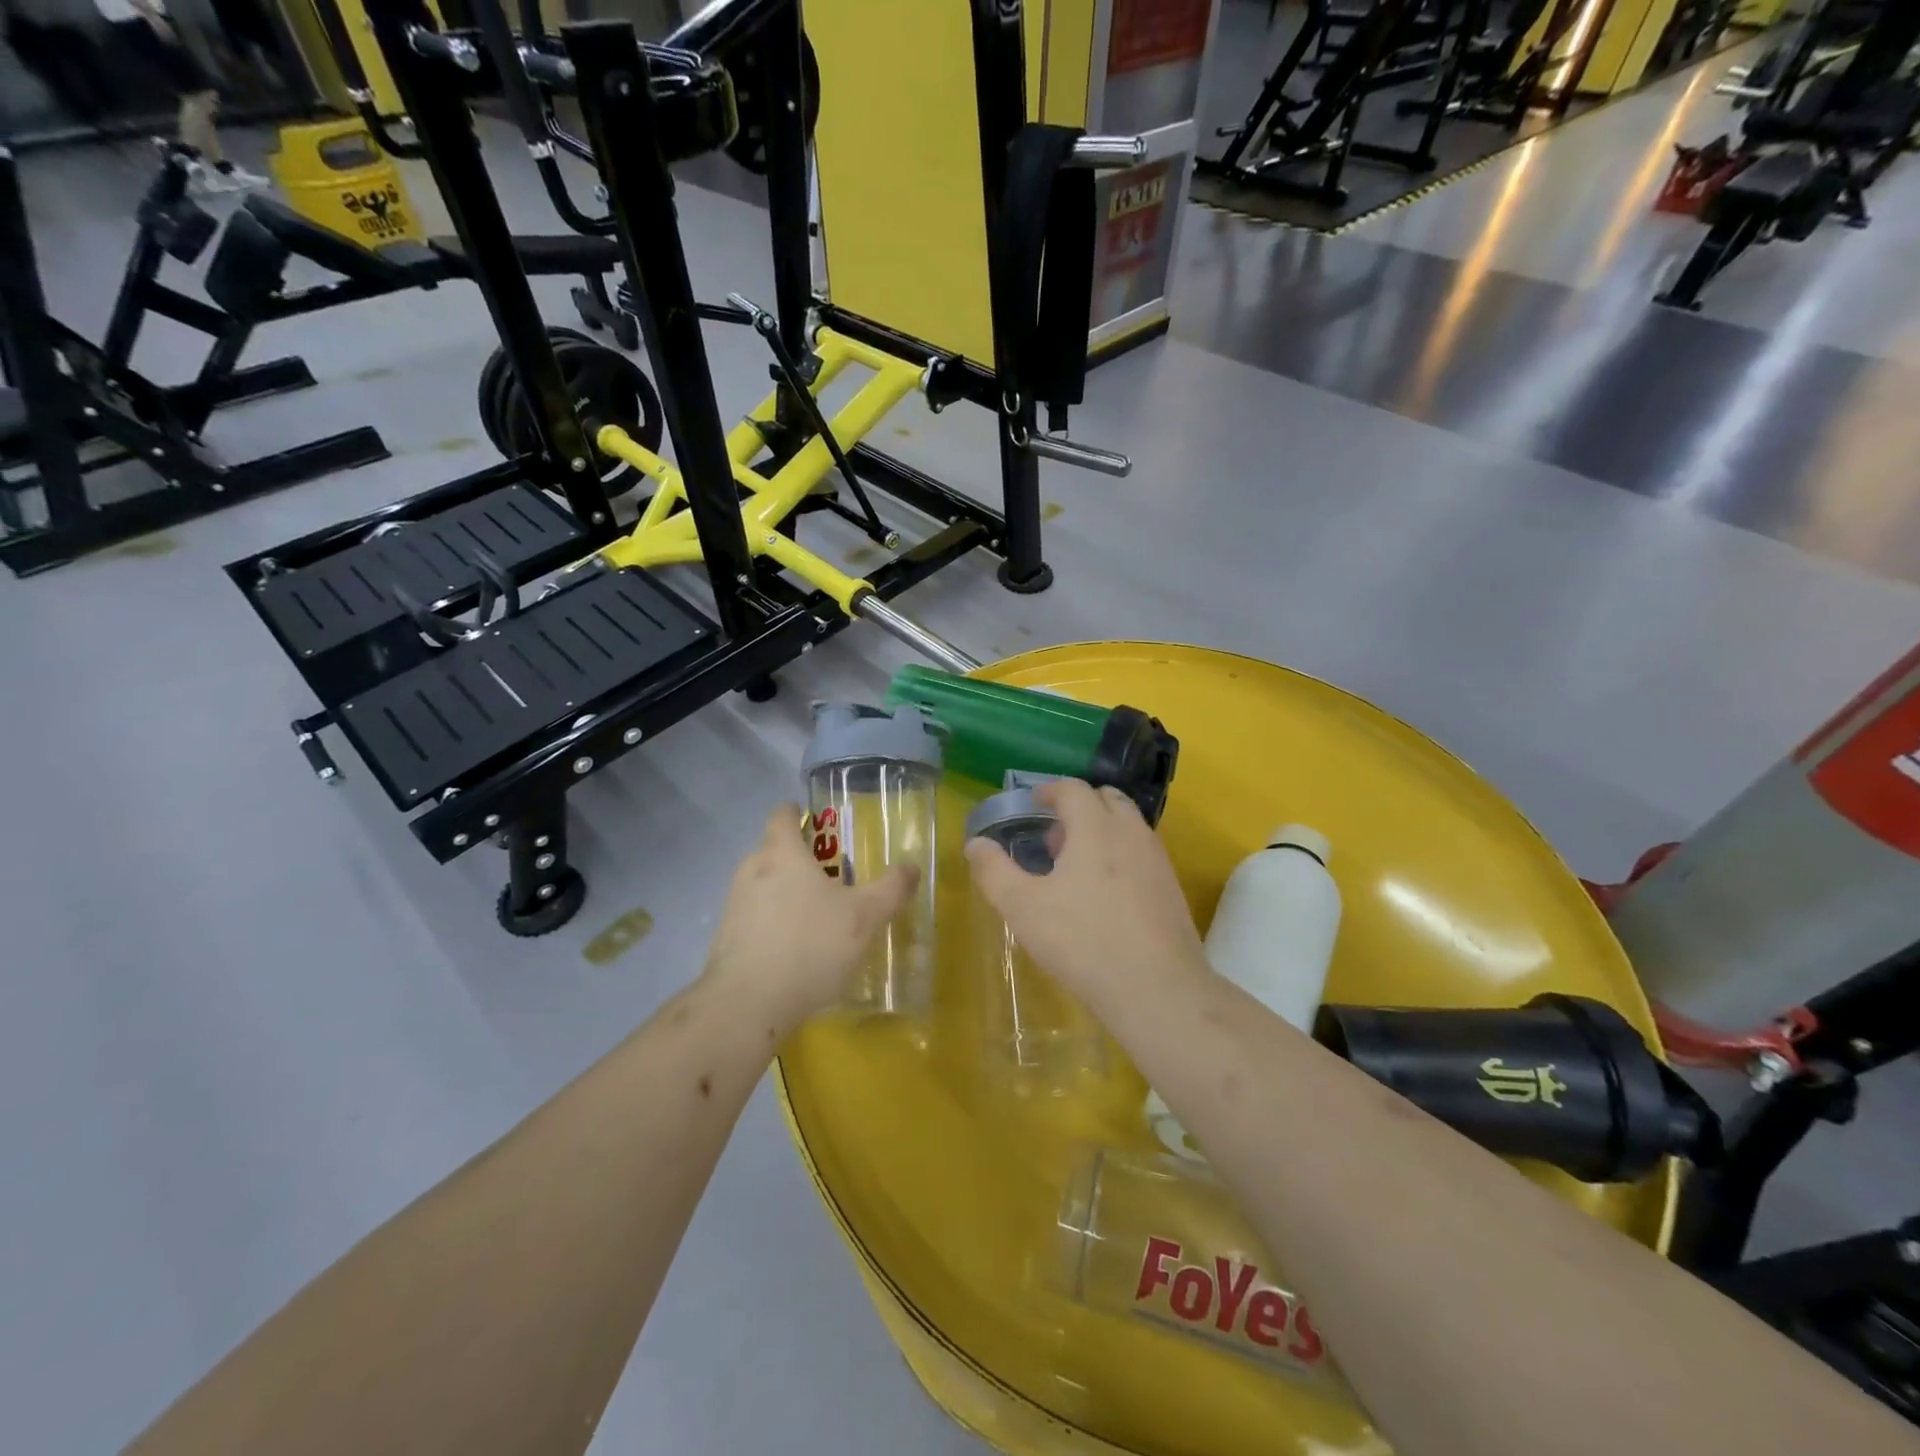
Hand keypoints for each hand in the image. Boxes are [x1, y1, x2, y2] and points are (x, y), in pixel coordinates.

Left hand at [702, 803, 917, 1033]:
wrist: (747, 1004)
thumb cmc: (810, 946)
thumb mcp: (865, 917)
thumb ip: (891, 888)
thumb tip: (911, 866)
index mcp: (782, 853)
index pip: (782, 814)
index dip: (799, 813)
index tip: (819, 824)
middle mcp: (751, 870)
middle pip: (774, 850)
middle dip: (802, 859)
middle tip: (834, 877)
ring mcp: (733, 905)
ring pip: (764, 885)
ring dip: (788, 893)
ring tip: (819, 917)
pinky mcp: (726, 938)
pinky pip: (755, 918)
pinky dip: (774, 924)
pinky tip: (796, 951)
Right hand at [964, 779, 1208, 1015]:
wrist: (1157, 988)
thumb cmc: (1083, 941)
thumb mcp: (1023, 908)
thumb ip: (994, 872)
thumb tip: (975, 844)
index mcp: (1095, 828)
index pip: (1073, 789)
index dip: (1049, 790)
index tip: (1033, 803)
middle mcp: (1131, 832)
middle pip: (1107, 798)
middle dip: (1079, 806)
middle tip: (1055, 835)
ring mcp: (1157, 860)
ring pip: (1128, 825)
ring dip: (1102, 829)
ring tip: (1076, 866)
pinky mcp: (1171, 888)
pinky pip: (1142, 852)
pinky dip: (1121, 853)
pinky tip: (1105, 894)